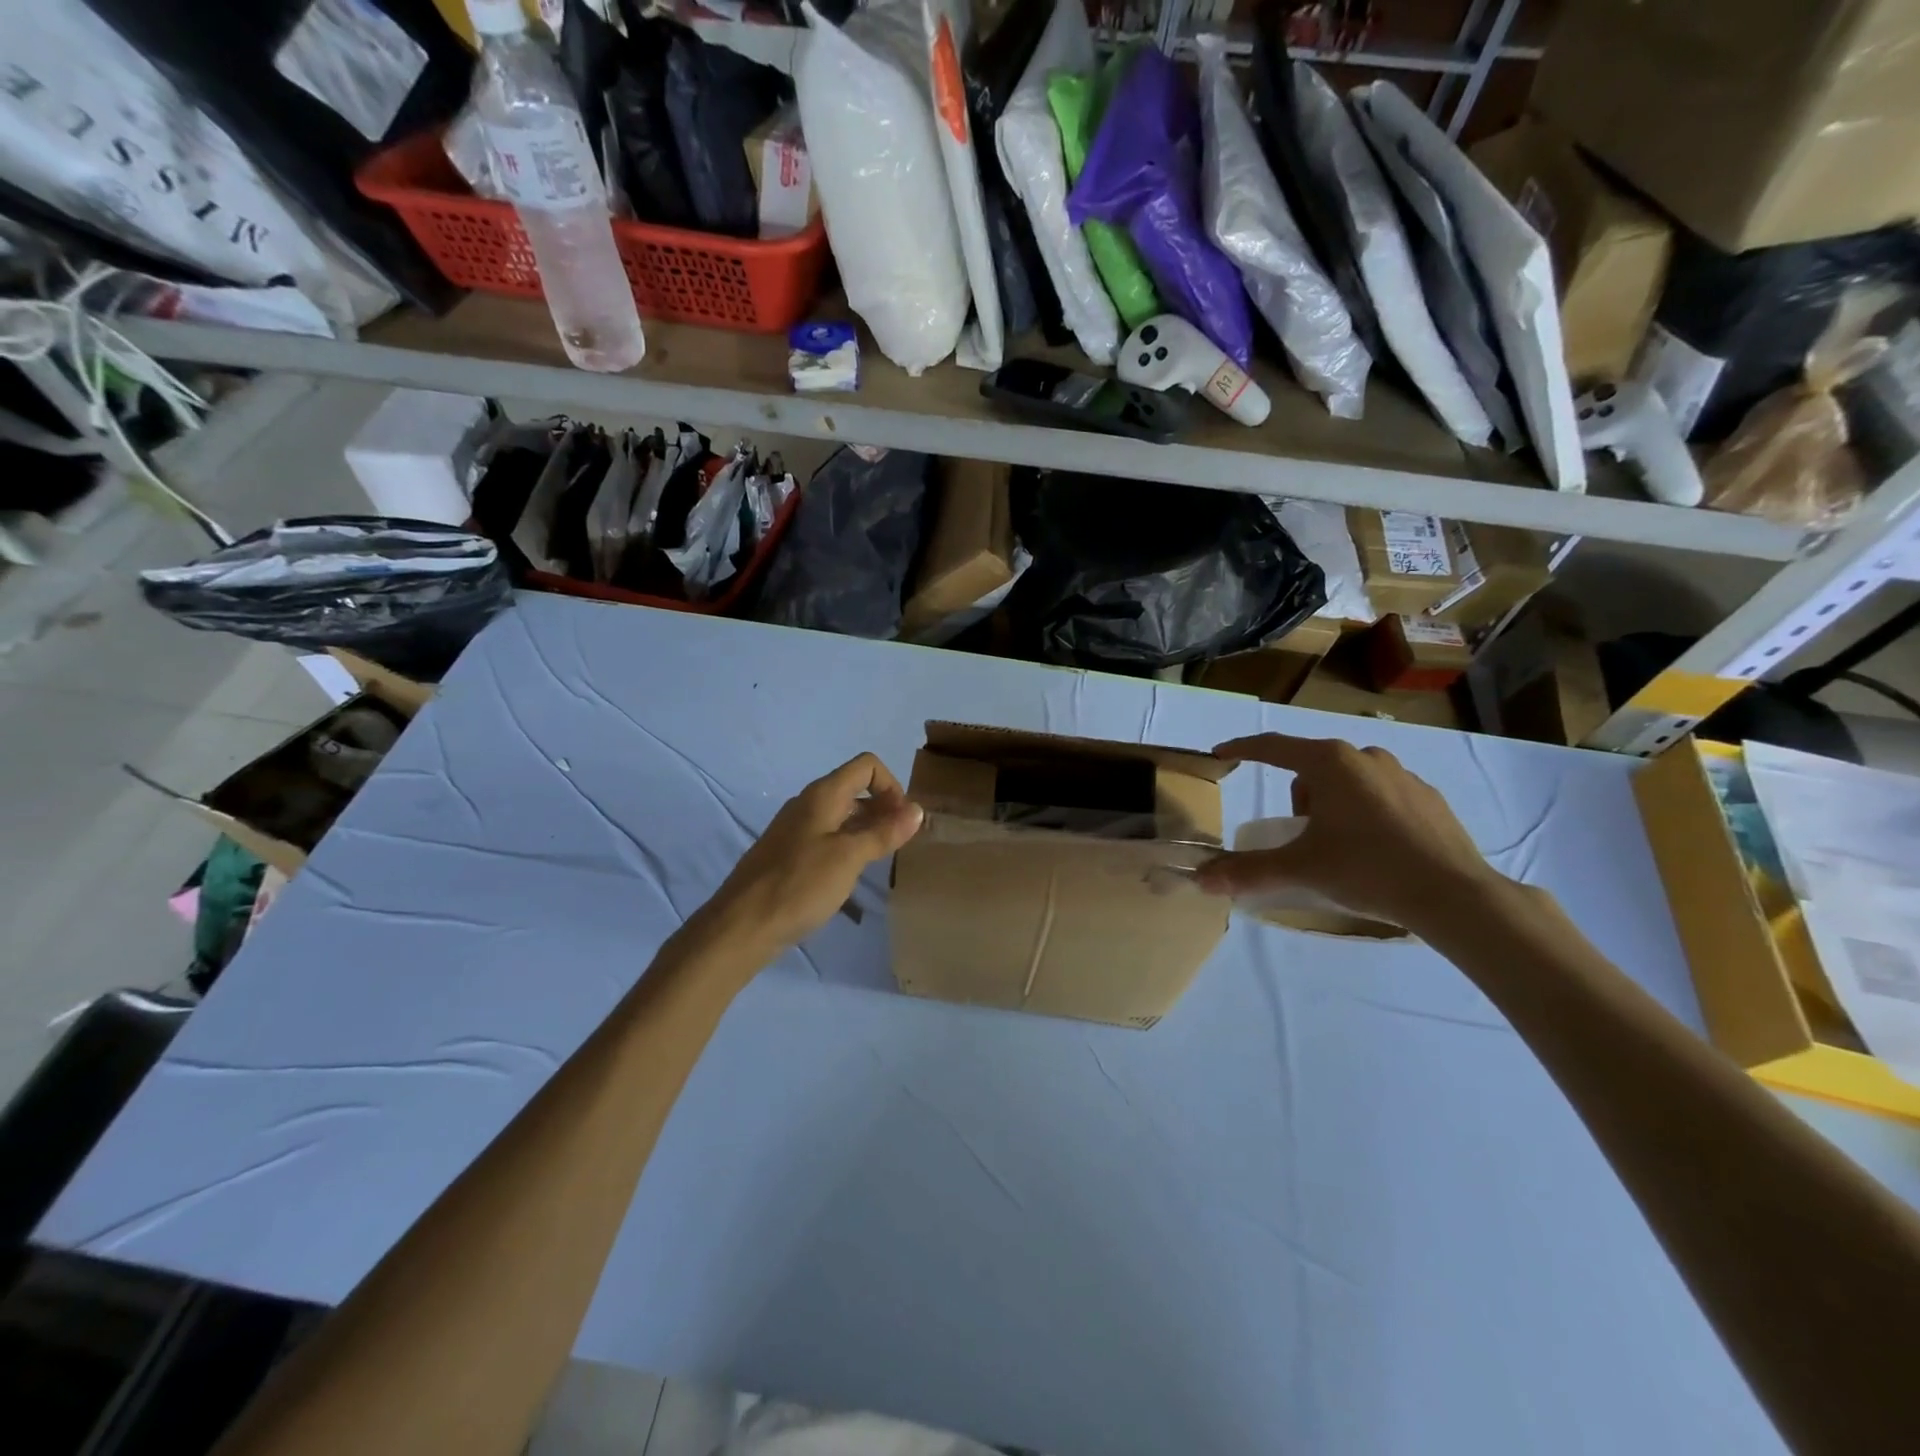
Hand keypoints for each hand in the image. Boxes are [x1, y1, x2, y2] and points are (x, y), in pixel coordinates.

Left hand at [697, 752, 922, 961]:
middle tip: (900, 842)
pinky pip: (827, 837)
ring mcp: (795, 830)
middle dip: (883, 808)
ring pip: (841, 815)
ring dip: (867, 828)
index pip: (866, 766)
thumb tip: (916, 809)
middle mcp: (808, 804)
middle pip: (854, 788)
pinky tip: (852, 874)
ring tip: (882, 858)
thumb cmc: (799, 885)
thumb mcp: (849, 857)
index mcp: (822, 795)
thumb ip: (883, 832)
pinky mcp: (789, 854)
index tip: (902, 820)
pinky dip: (848, 845)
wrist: (741, 926)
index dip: (891, 785)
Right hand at [1197, 732, 1502, 931]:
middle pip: (1312, 768)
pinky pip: (1381, 796)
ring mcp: (1403, 775)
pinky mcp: (1429, 798)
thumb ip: (1249, 871)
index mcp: (1331, 762)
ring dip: (1332, 805)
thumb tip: (1202, 880)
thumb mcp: (1301, 868)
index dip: (1243, 750)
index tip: (1221, 754)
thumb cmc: (1367, 868)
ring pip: (1348, 781)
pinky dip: (1366, 814)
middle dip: (1299, 799)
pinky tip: (1376, 850)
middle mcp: (1366, 757)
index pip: (1273, 747)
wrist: (1454, 895)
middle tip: (1302, 837)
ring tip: (1339, 847)